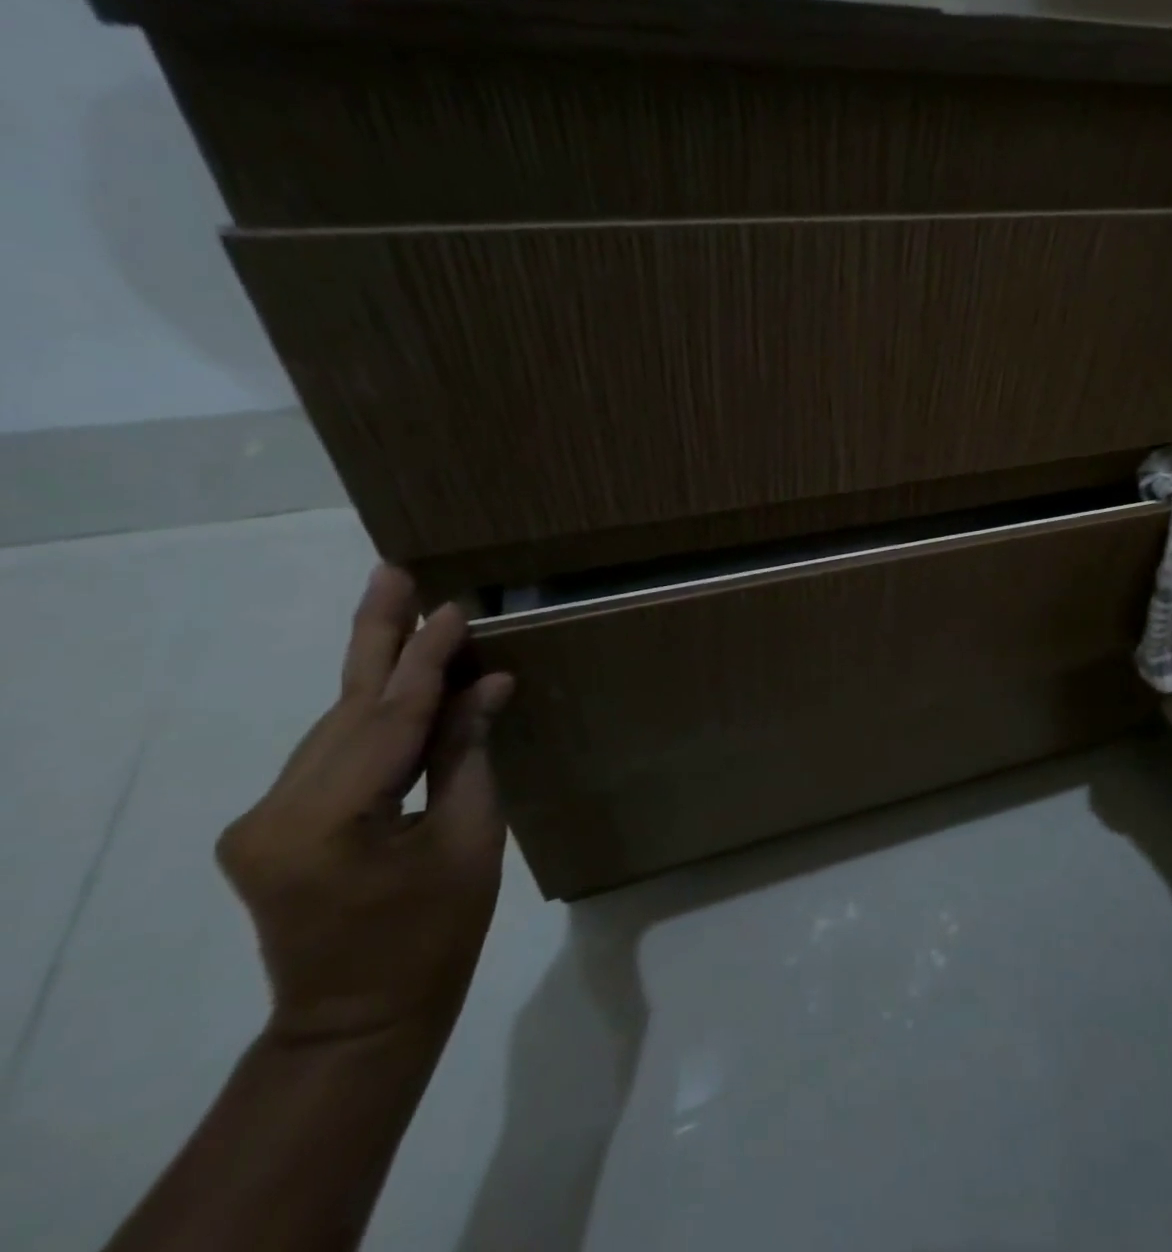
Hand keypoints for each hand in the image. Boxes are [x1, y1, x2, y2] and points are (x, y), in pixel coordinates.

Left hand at [216, 565, 514, 1045]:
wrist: (358, 1020)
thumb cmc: (434, 934)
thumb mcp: (469, 838)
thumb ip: (466, 753)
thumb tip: (487, 684)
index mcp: (325, 821)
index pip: (390, 717)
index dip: (428, 659)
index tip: (455, 606)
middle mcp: (273, 811)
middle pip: (346, 708)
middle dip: (376, 637)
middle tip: (392, 572)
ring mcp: (262, 819)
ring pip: (337, 727)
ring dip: (380, 675)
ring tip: (410, 617)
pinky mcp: (271, 826)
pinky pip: (333, 754)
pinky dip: (374, 717)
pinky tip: (402, 685)